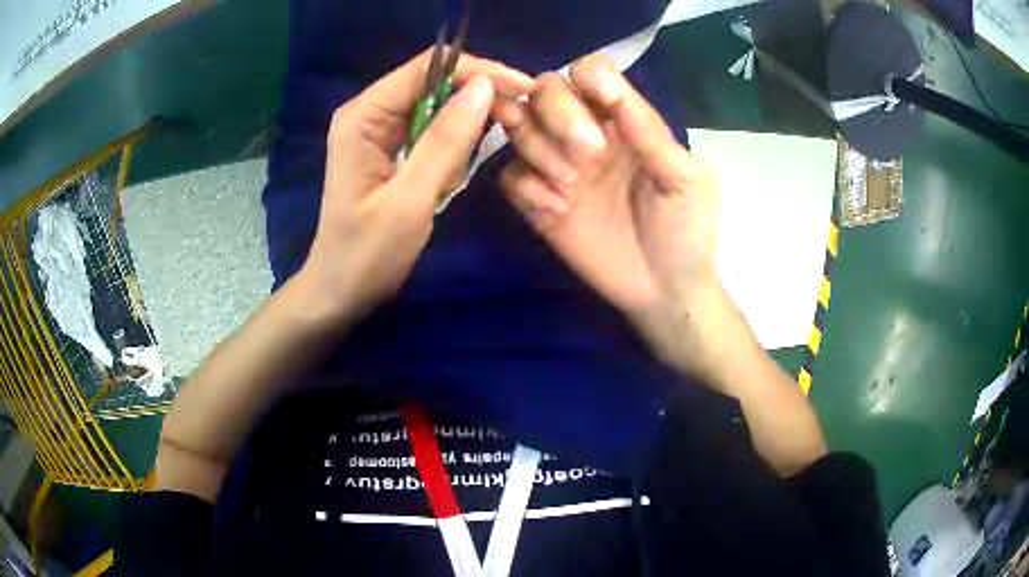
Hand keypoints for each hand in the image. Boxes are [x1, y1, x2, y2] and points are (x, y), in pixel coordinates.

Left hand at [299, 51, 533, 320]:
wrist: (340, 292)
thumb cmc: (367, 254)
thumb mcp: (409, 200)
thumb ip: (445, 141)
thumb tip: (484, 87)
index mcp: (363, 116)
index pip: (426, 69)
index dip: (478, 70)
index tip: (523, 88)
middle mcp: (369, 112)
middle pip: (434, 82)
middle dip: (477, 96)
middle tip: (519, 118)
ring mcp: (379, 131)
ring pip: (437, 106)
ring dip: (470, 122)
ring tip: (494, 145)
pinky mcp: (391, 150)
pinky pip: (432, 131)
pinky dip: (455, 144)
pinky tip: (460, 167)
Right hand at [495, 55, 718, 344]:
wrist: (664, 290)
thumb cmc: (686, 231)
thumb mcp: (687, 180)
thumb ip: (651, 134)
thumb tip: (613, 90)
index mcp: (624, 121)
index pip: (591, 73)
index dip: (587, 76)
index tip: (602, 100)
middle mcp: (585, 133)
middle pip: (545, 90)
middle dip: (559, 114)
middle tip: (590, 154)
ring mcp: (557, 166)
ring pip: (519, 126)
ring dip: (541, 150)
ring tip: (573, 188)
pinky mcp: (537, 202)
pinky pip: (510, 176)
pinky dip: (528, 188)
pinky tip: (557, 211)